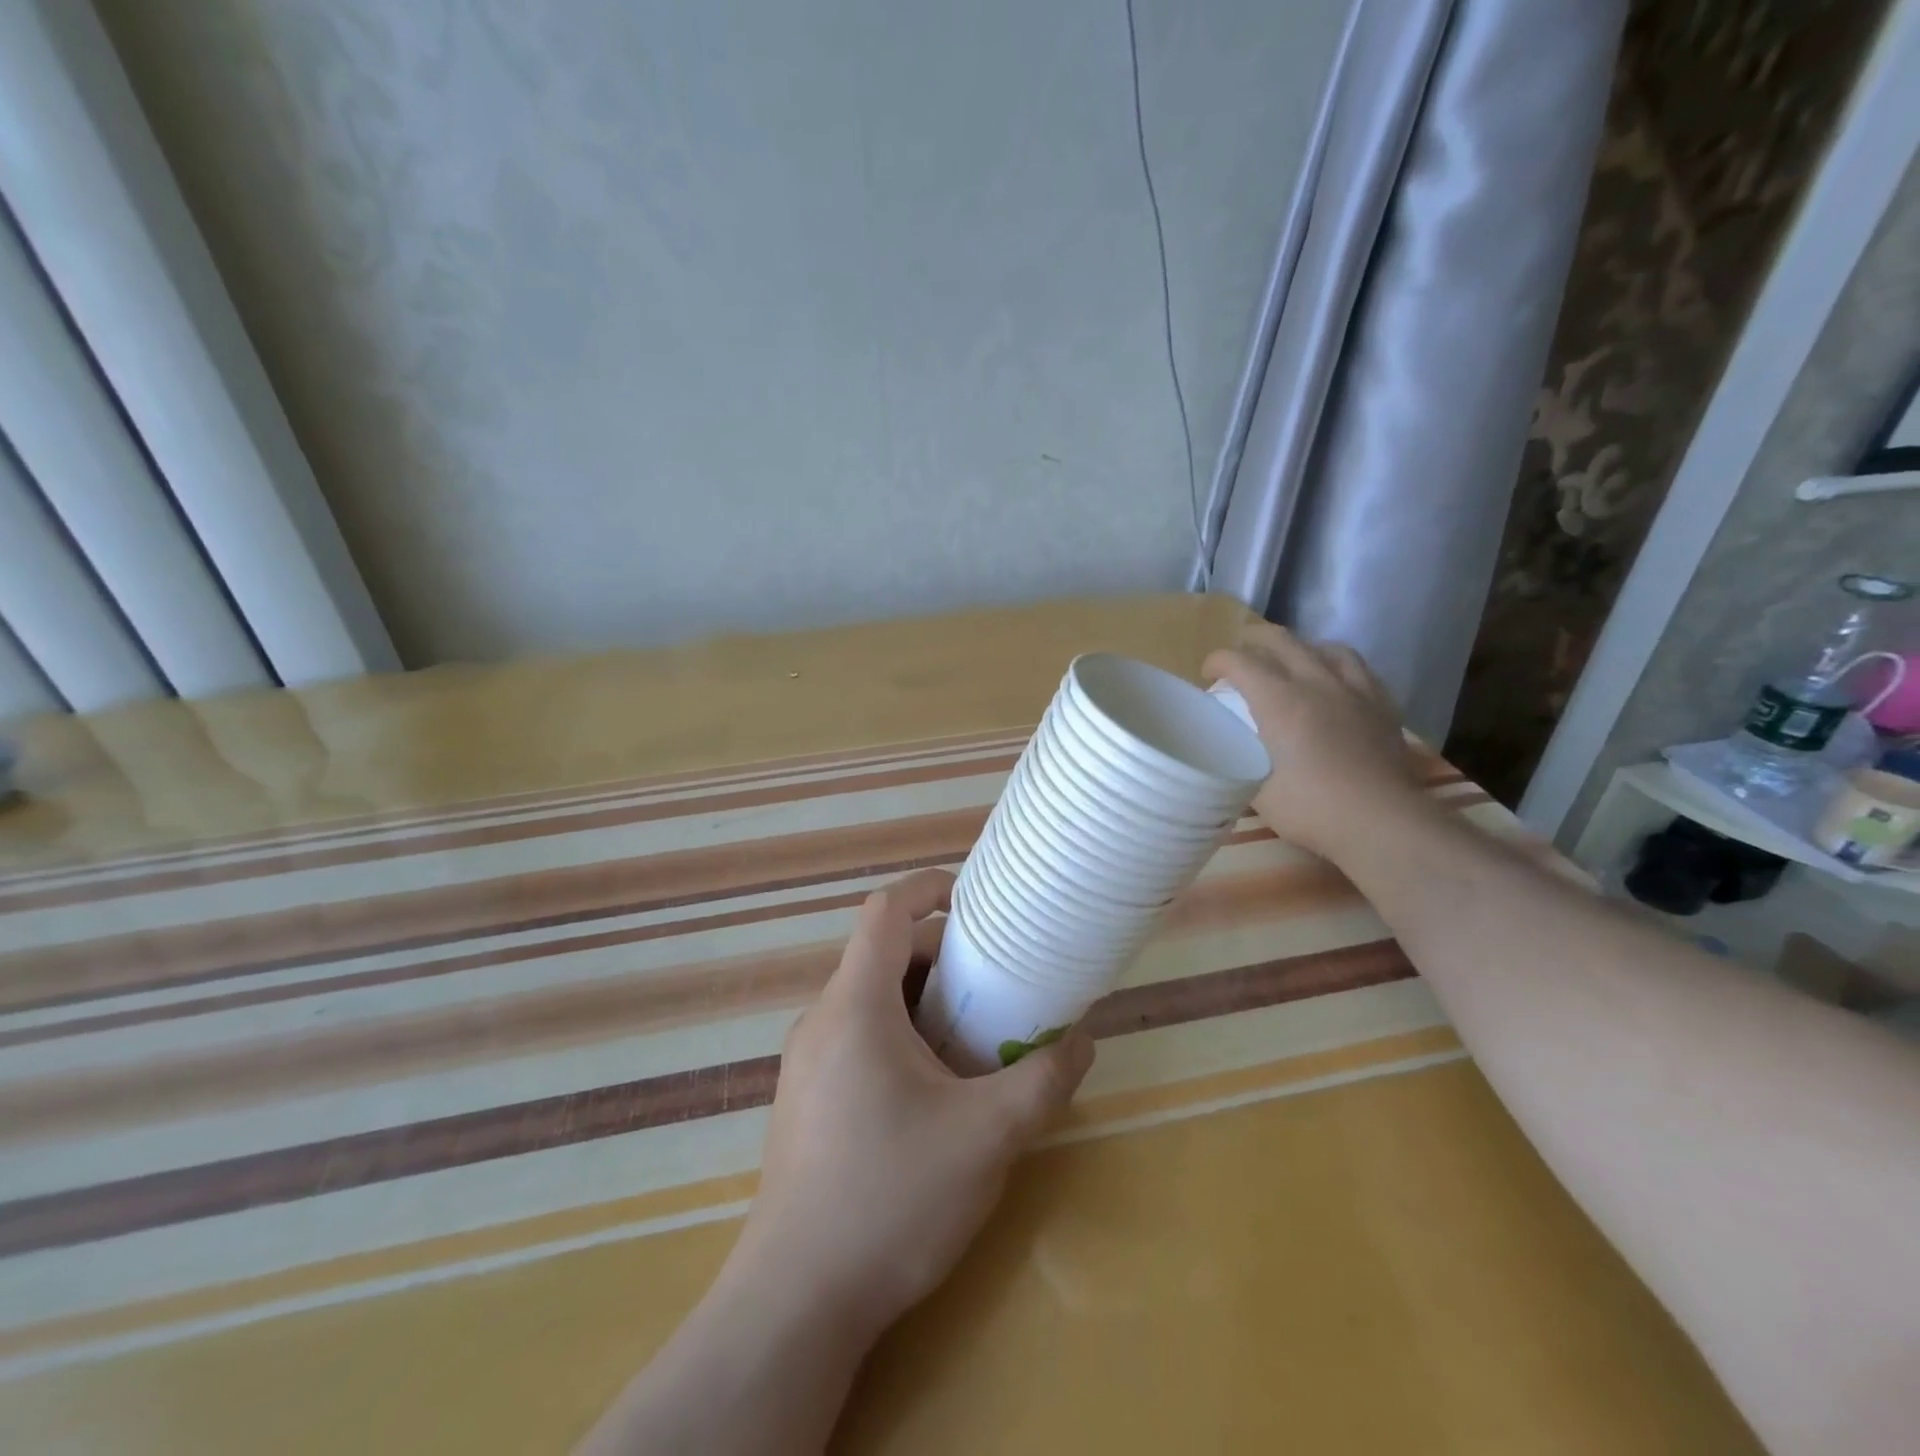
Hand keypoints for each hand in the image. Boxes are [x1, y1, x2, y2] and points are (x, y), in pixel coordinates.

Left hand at [730, 870, 1094, 1339]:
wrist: (797, 1302)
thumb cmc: (892, 1197)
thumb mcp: (987, 1136)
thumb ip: (1043, 1080)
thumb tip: (1083, 1040)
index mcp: (856, 1005)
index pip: (885, 912)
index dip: (929, 889)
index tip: (975, 900)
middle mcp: (822, 1020)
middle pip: (883, 956)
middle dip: (942, 957)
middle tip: (995, 984)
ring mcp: (807, 1063)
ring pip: (871, 1001)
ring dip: (924, 1002)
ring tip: (975, 1038)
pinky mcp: (806, 1101)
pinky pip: (857, 1039)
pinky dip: (900, 1036)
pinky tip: (935, 1091)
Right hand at [1205, 623, 1423, 857]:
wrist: (1383, 823)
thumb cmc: (1313, 809)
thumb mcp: (1257, 792)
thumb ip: (1242, 763)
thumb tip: (1232, 753)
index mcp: (1280, 702)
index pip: (1241, 662)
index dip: (1218, 661)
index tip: (1208, 674)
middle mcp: (1317, 684)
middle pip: (1282, 641)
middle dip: (1254, 640)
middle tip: (1240, 655)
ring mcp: (1355, 692)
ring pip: (1326, 648)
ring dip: (1301, 648)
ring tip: (1292, 662)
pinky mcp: (1383, 706)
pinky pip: (1359, 669)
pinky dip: (1338, 666)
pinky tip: (1335, 683)